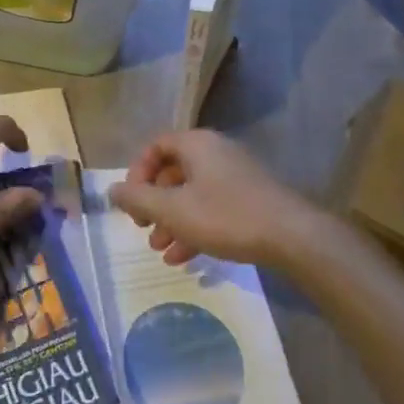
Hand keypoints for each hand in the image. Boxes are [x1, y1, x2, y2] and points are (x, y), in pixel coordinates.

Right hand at [109, 131, 318, 268]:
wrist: (292, 236)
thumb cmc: (226, 216)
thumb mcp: (173, 210)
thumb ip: (138, 199)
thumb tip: (111, 190)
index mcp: (196, 145)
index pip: (156, 146)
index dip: (137, 173)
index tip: (132, 202)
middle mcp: (216, 152)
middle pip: (173, 172)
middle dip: (154, 204)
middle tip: (144, 229)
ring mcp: (236, 176)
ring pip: (192, 194)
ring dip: (172, 221)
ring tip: (161, 251)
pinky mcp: (251, 199)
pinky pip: (213, 207)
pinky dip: (195, 227)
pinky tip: (185, 259)